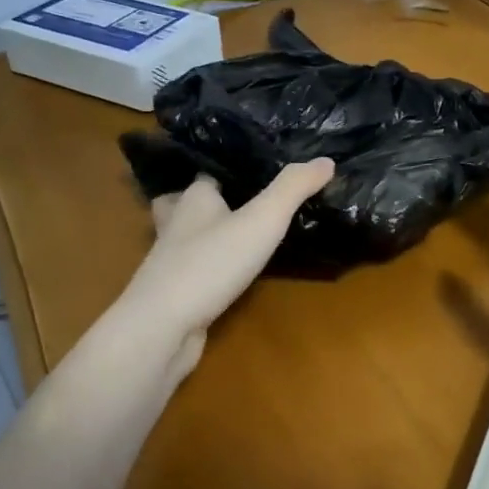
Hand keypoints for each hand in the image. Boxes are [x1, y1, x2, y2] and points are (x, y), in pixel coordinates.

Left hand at [115, 160, 334, 373]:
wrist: (162, 328)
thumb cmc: (211, 263)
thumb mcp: (262, 220)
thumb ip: (293, 188)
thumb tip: (326, 160)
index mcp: (194, 198)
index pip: (209, 173)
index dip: (232, 168)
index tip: (260, 166)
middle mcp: (177, 224)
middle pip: (189, 203)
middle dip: (211, 200)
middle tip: (243, 199)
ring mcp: (172, 261)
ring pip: (190, 238)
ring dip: (210, 234)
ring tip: (241, 233)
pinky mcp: (175, 294)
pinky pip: (195, 271)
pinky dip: (211, 268)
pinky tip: (230, 275)